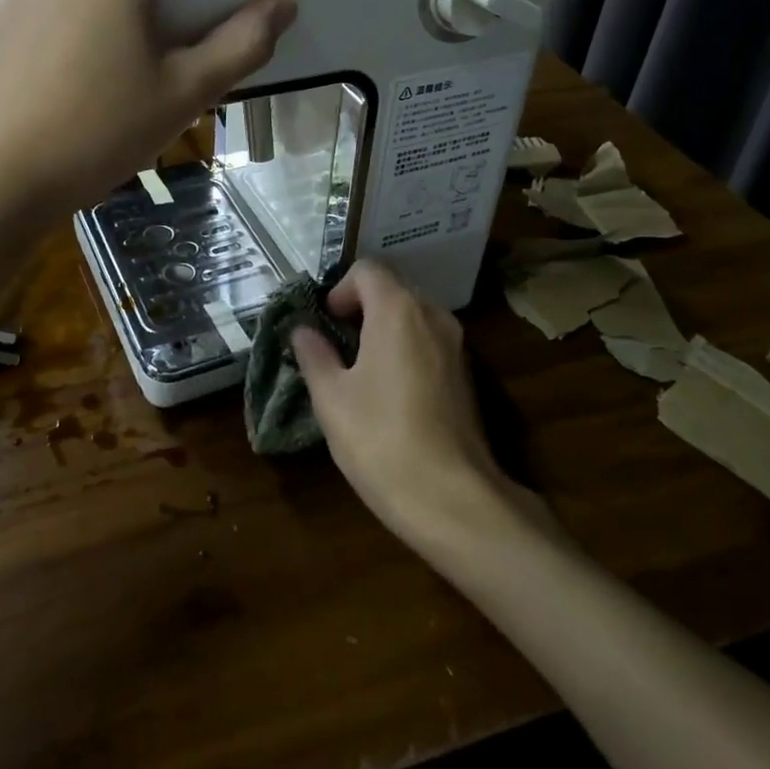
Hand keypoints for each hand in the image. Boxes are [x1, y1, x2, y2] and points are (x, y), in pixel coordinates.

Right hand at [293, 260, 529, 546]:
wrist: (453, 499)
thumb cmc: (381, 439)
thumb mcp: (331, 397)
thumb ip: (314, 354)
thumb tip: (302, 330)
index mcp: (398, 310)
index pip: (367, 269)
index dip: (339, 290)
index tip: (325, 324)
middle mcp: (432, 315)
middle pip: (392, 288)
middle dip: (360, 308)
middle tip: (336, 347)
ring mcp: (456, 345)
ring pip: (413, 316)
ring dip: (383, 328)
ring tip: (359, 370)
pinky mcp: (467, 374)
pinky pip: (429, 341)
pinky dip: (406, 349)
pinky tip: (390, 392)